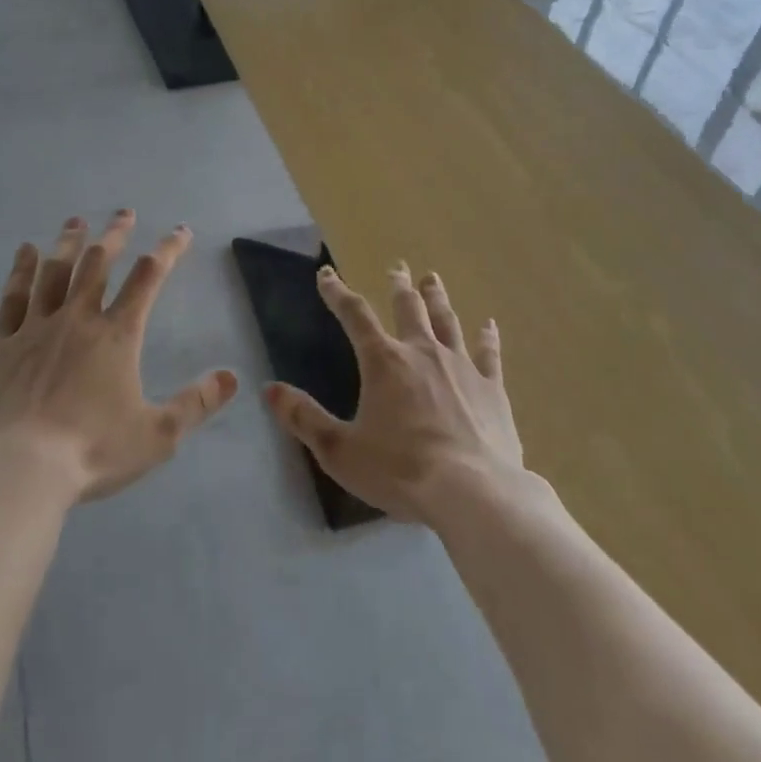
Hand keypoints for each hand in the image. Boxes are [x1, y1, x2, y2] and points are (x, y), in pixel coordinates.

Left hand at [0, 210, 238, 501]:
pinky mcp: (3, 343)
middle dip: (115, 234)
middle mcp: (78, 318)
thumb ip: (196, 403)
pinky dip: (21, 270)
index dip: (168, 250)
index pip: (148, 278)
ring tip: (76, 221)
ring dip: (68, 242)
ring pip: (55, 271)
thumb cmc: (93, 450)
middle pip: (98, 263)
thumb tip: (233, 377)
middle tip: (124, 212)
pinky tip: (26, 251)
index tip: (180, 231)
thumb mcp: (158, 435)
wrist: (22, 469)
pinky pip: (14, 296)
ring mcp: (37, 327)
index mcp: (117, 335)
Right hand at [265, 263, 520, 523]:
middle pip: (408, 308)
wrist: (473, 493)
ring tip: (432, 279)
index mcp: (383, 362)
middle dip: (399, 286)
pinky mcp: (491, 388)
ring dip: (437, 298)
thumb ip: (304, 418)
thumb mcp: (340, 451)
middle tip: (397, 268)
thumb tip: (270, 389)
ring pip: (446, 321)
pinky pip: (488, 353)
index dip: (337, 293)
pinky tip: (489, 324)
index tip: (326, 275)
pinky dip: (487, 336)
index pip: (354, 315)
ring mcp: (460, 366)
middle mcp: (422, 352)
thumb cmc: (401, 470)